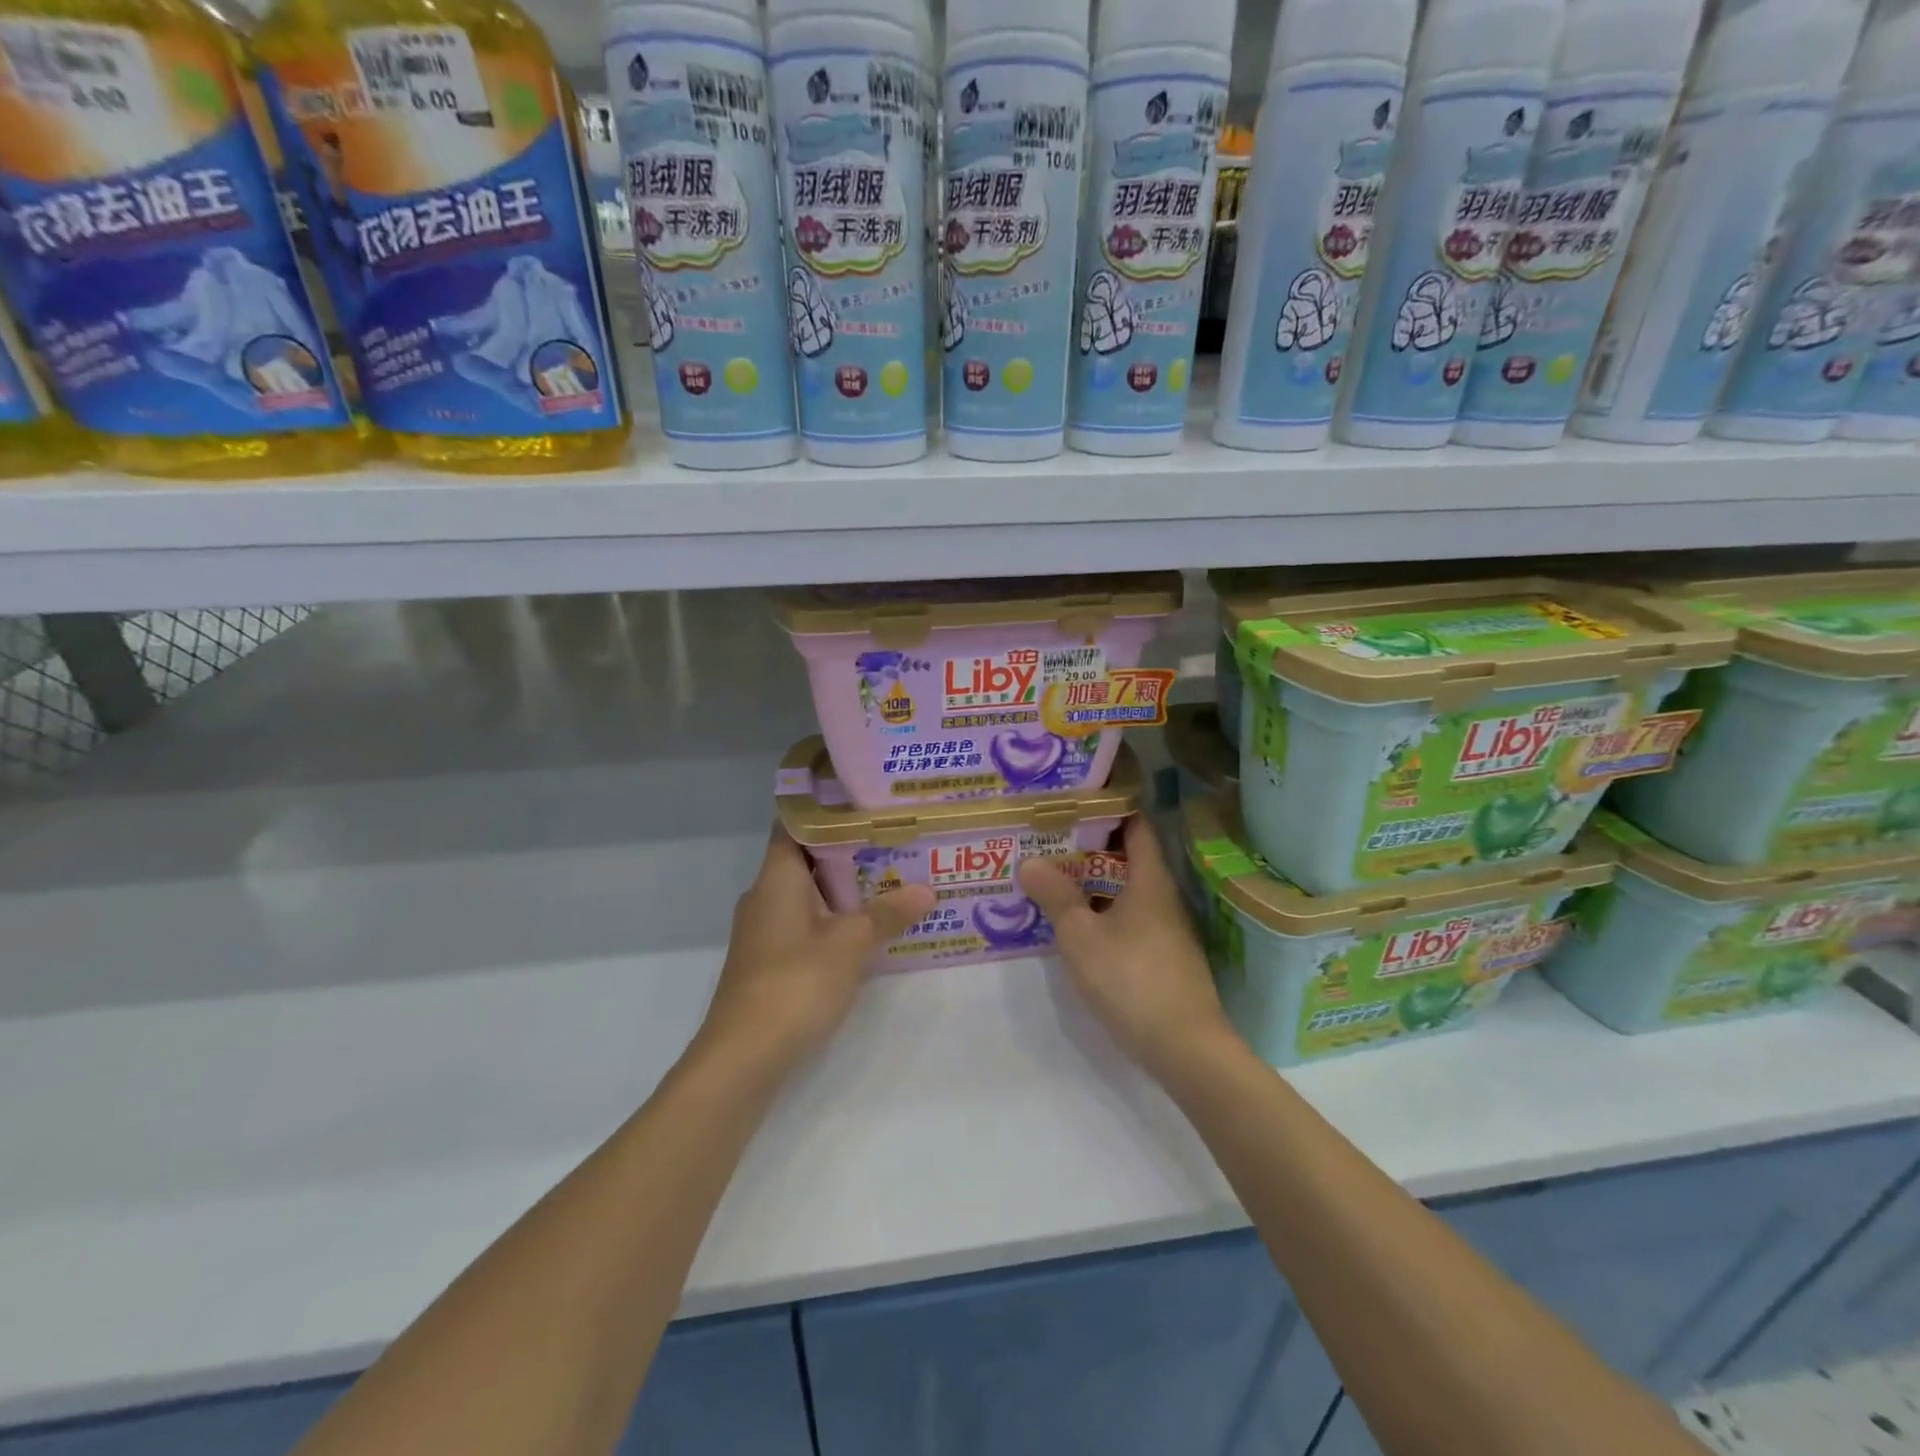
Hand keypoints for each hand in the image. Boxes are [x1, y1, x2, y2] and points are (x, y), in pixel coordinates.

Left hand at [696, 825, 935, 1074]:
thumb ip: (888, 913)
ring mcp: (765, 931)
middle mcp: (765, 896)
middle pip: (807, 859)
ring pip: (809, 895)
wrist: (744, 1056)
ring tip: (892, 878)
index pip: (794, 825)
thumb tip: (927, 889)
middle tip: (894, 839)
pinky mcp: (770, 962)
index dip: (826, 810)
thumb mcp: (851, 943)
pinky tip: (868, 928)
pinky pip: (806, 925)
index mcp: (777, 878)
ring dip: (845, 888)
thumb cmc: (796, 982)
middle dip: (848, 850)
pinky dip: (835, 919)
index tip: (864, 802)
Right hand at [1019, 816, 1234, 1083]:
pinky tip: (1074, 927)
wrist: (1186, 1049)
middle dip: (1087, 849)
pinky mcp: (1163, 959)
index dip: (1106, 809)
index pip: (1134, 825)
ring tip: (1050, 880)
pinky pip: (1128, 921)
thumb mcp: (1080, 935)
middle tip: (1046, 842)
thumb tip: (1031, 860)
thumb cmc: (1131, 979)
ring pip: (1125, 893)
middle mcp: (1162, 897)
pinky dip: (1102, 914)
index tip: (1071, 803)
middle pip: (1126, 858)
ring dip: (1091, 885)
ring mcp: (1166, 930)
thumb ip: (1055, 896)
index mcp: (1149, 879)